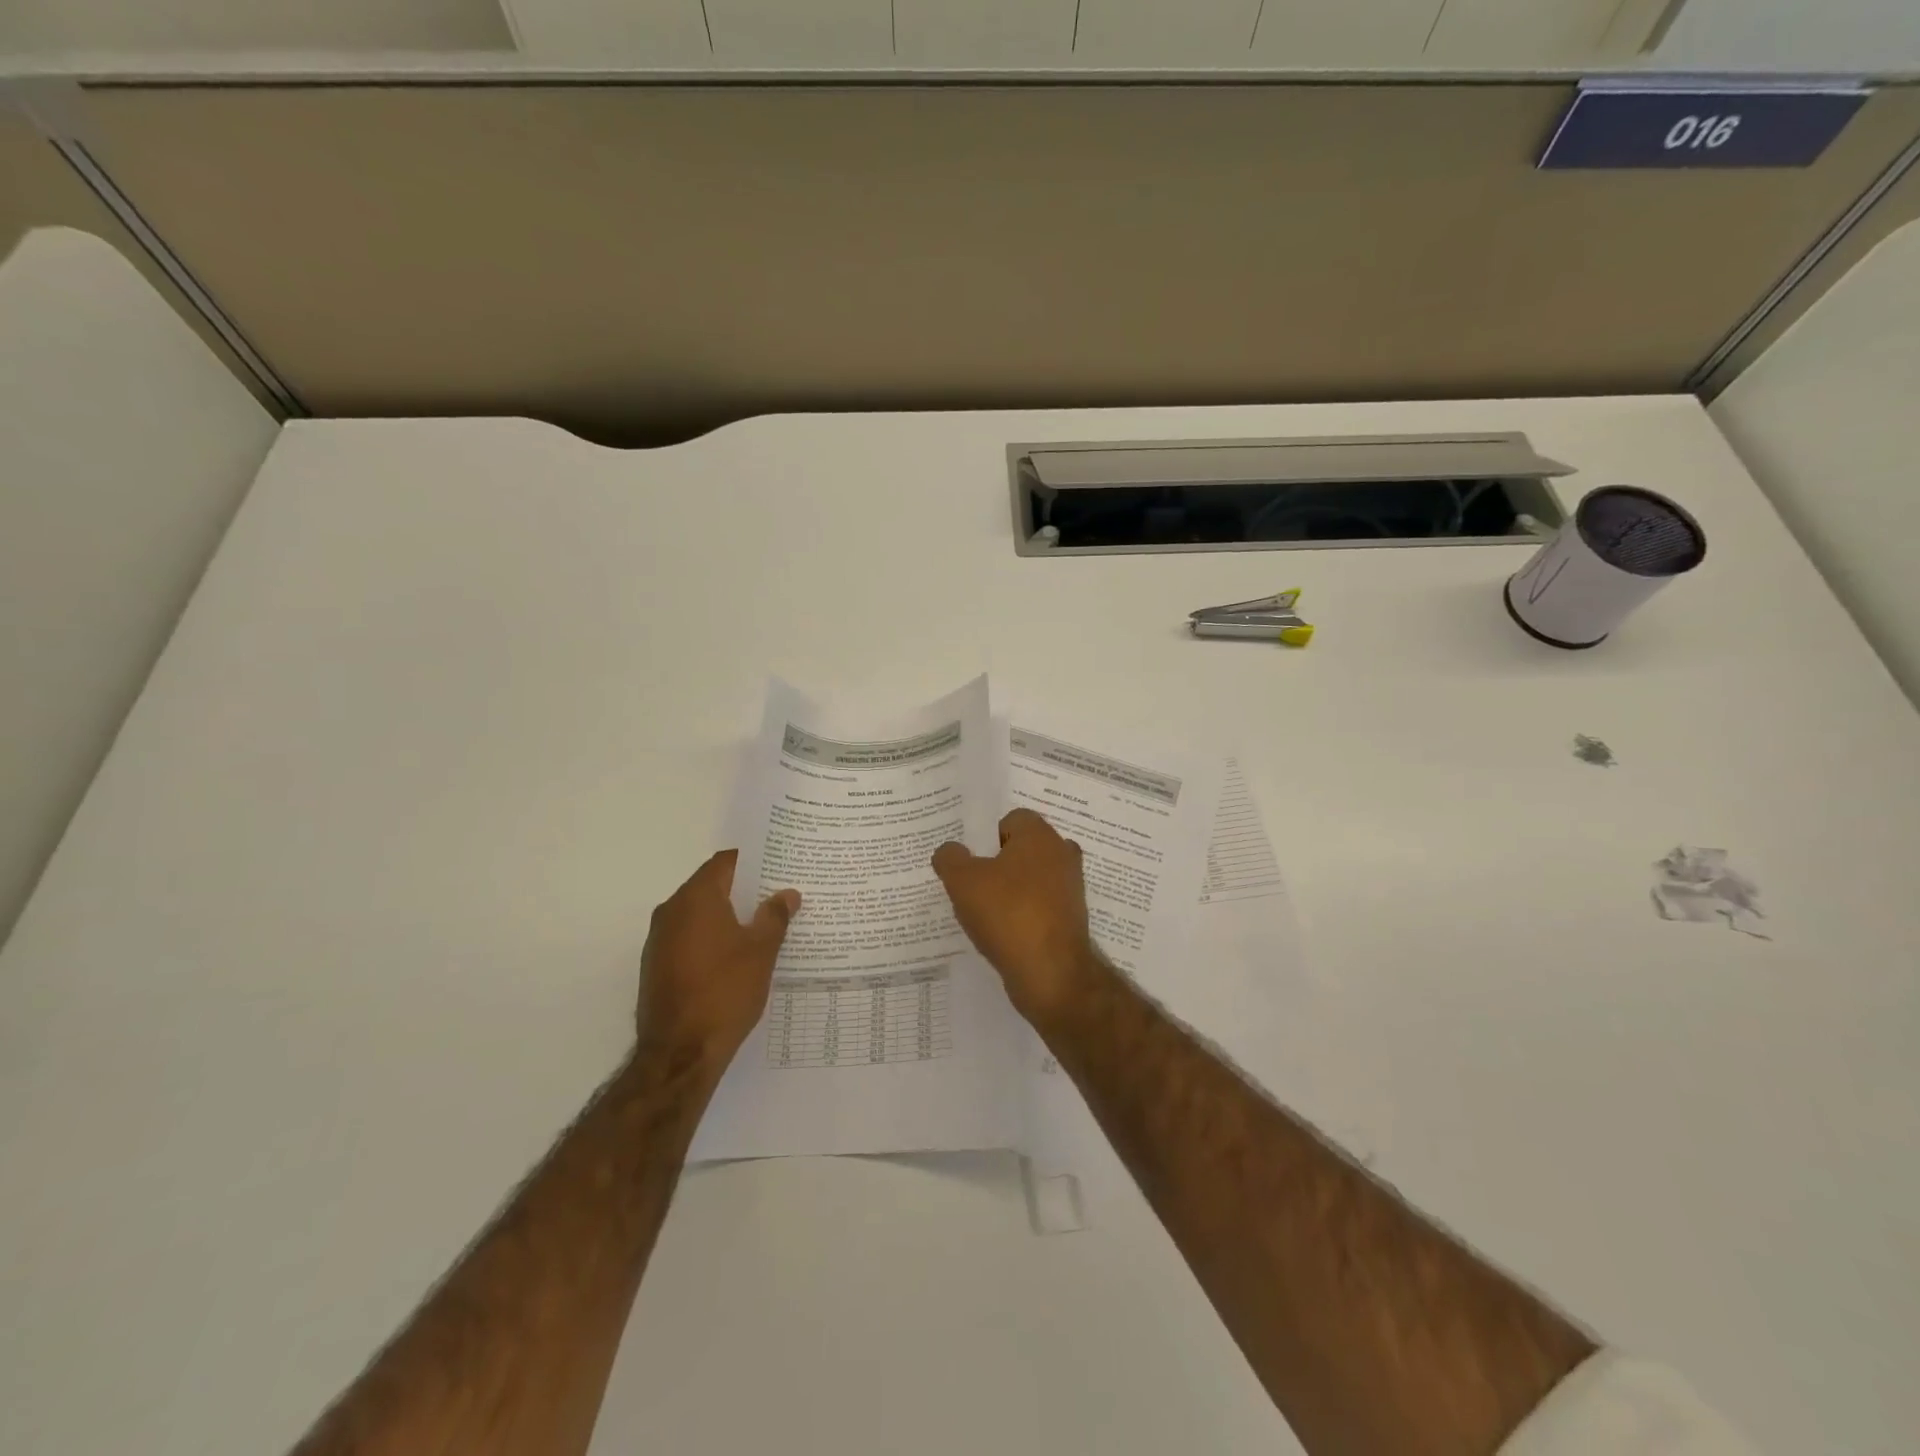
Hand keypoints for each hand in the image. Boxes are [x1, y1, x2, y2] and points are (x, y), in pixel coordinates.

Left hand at [636, 850, 799, 1069]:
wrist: (680, 1054)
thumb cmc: (725, 992)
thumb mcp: (761, 951)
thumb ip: (774, 916)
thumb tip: (786, 894)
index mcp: (696, 898)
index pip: (725, 862)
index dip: (752, 861)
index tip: (778, 865)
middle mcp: (671, 911)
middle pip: (711, 886)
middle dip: (744, 889)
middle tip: (778, 894)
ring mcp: (659, 940)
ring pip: (699, 914)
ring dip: (728, 916)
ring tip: (763, 925)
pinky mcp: (656, 966)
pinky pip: (689, 938)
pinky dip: (712, 938)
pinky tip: (737, 956)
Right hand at [932, 809, 1109, 1027]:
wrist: (1052, 974)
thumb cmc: (1007, 914)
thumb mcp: (962, 881)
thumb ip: (950, 858)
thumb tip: (949, 851)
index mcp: (1040, 835)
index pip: (1011, 819)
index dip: (986, 837)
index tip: (968, 860)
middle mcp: (1061, 855)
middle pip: (1022, 850)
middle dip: (997, 864)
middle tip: (971, 883)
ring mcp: (1070, 889)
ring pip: (1031, 879)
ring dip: (1009, 892)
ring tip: (982, 912)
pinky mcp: (1071, 919)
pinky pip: (1039, 907)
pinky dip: (1022, 915)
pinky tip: (1001, 933)